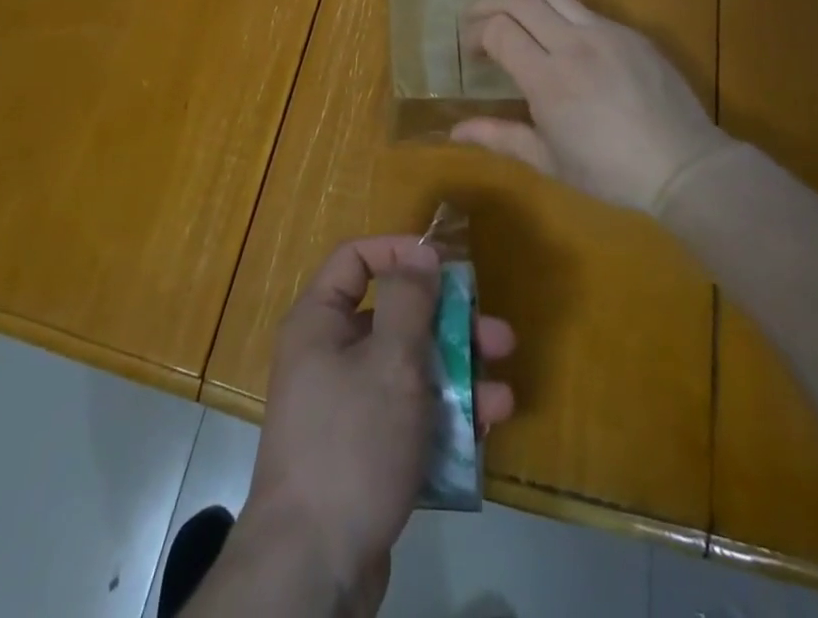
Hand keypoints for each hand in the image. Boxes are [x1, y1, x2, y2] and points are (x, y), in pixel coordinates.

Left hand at [243, 236, 516, 608]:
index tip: (445, 263)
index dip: (399, 251)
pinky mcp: (365, 450)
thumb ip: (409, 300)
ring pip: (409, 370)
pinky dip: (444, 417)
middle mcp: (329, 355)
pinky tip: (485, 429)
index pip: (356, 259)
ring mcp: (347, 406)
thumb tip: (421, 252)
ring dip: (458, 375)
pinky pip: (408, 415)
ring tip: (504, 393)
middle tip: (499, 334)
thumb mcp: (389, 361)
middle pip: (394, 317)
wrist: (313, 566)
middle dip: (449, 324)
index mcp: (320, 321)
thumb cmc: (352, 442)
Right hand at [454, 0, 729, 213]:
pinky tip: (557, 37)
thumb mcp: (548, 159)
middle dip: (489, 4)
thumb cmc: (609, 171)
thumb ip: (499, 136)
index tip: (471, 53)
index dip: (476, 34)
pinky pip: (584, 10)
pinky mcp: (629, 33)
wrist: (683, 165)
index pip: (499, 29)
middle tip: (474, 19)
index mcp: (548, 78)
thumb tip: (454, 131)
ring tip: (510, 16)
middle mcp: (573, 44)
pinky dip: (558, 14)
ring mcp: (605, 32)